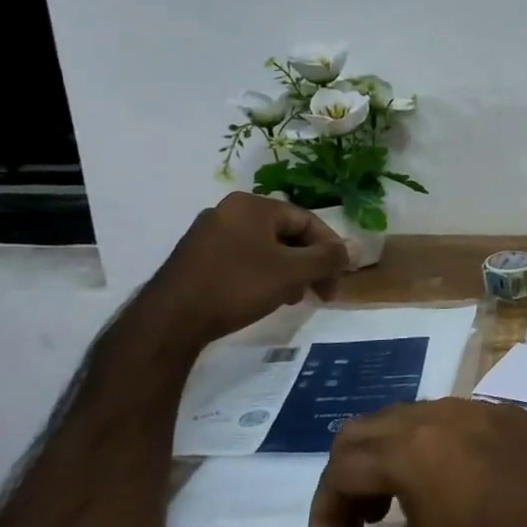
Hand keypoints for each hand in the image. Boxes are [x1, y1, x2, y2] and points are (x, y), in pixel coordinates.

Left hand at [140, 193, 350, 348]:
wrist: (170, 320)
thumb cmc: (238, 286)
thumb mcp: (292, 272)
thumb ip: (328, 258)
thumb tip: (356, 248)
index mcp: (253, 205)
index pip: (307, 221)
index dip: (330, 249)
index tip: (340, 277)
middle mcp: (230, 211)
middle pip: (287, 234)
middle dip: (310, 264)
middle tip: (323, 292)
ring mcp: (209, 233)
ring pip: (266, 249)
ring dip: (290, 272)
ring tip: (296, 298)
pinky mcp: (197, 257)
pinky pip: (244, 258)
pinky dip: (264, 275)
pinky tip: (268, 298)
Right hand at [306, 399, 526, 526]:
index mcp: (414, 449)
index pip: (339, 466)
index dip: (324, 510)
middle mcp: (442, 413)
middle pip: (366, 429)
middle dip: (350, 476)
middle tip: (365, 525)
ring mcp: (481, 407)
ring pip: (407, 416)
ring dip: (388, 456)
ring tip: (403, 507)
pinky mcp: (510, 413)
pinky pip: (449, 416)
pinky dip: (428, 443)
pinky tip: (453, 485)